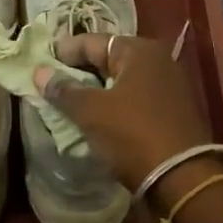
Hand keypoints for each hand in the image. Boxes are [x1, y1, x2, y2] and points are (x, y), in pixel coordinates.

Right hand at [33, 34, 210, 192]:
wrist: (183, 180)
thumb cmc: (133, 135)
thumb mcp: (91, 111)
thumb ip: (63, 89)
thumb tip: (39, 72)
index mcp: (139, 50)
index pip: (91, 42)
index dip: (63, 52)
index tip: (40, 65)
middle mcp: (157, 60)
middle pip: (107, 59)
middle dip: (80, 71)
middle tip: (52, 85)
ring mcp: (168, 85)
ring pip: (120, 80)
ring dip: (96, 90)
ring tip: (70, 103)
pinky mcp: (172, 110)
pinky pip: (134, 98)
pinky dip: (114, 104)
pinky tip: (97, 118)